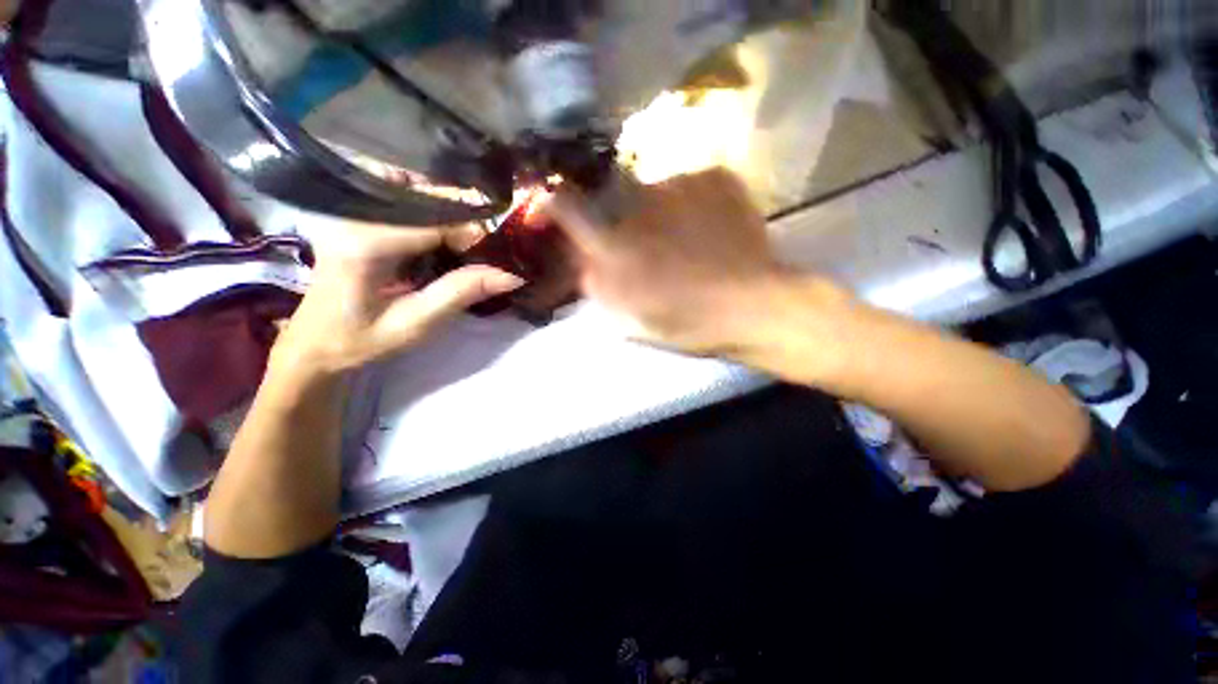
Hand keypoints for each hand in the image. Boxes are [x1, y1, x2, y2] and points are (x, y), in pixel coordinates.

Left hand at [273, 219, 523, 375]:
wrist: (313, 343)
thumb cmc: (360, 339)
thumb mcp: (415, 323)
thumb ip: (461, 292)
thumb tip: (511, 275)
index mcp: (365, 243)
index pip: (434, 220)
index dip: (472, 233)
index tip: (494, 255)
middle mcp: (354, 215)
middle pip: (425, 197)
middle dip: (462, 217)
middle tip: (485, 246)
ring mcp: (351, 212)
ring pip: (415, 191)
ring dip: (448, 212)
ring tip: (465, 242)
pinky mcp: (356, 216)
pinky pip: (403, 200)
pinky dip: (432, 213)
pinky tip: (442, 237)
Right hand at [546, 168, 843, 355]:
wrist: (753, 304)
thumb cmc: (687, 320)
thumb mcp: (629, 317)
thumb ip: (597, 285)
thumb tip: (582, 262)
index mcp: (616, 244)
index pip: (567, 207)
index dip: (553, 203)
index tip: (551, 205)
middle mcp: (640, 205)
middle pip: (613, 200)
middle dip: (619, 219)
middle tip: (645, 245)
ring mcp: (680, 184)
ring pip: (653, 191)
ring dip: (657, 213)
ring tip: (683, 241)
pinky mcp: (714, 177)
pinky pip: (688, 184)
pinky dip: (689, 204)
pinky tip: (705, 228)